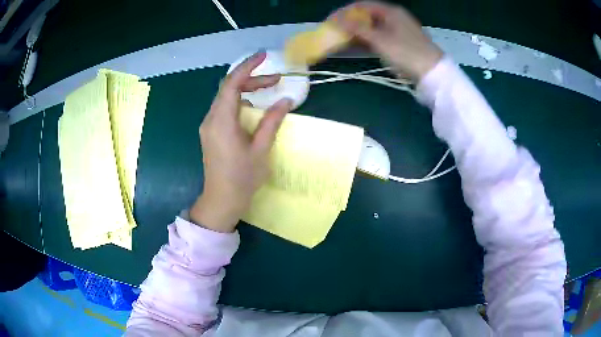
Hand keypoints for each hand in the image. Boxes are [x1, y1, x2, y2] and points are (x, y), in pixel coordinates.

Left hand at [190, 52, 292, 232]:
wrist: (221, 200)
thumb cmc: (242, 178)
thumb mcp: (261, 149)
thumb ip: (272, 121)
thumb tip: (285, 100)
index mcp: (222, 121)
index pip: (231, 83)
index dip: (247, 67)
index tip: (263, 56)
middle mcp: (211, 119)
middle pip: (229, 88)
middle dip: (252, 79)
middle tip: (276, 80)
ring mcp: (209, 126)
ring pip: (226, 98)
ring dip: (246, 90)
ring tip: (269, 91)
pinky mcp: (211, 132)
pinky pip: (224, 108)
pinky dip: (240, 102)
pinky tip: (254, 108)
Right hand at [332, 1, 442, 80]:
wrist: (432, 72)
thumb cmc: (406, 52)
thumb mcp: (380, 40)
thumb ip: (358, 28)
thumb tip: (337, 20)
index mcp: (390, 11)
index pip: (361, 5)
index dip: (344, 12)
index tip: (330, 21)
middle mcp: (393, 17)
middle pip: (366, 15)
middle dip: (349, 22)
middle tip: (334, 31)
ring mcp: (396, 30)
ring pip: (371, 27)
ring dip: (356, 32)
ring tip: (341, 40)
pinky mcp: (398, 42)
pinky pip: (378, 37)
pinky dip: (366, 40)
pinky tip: (356, 46)